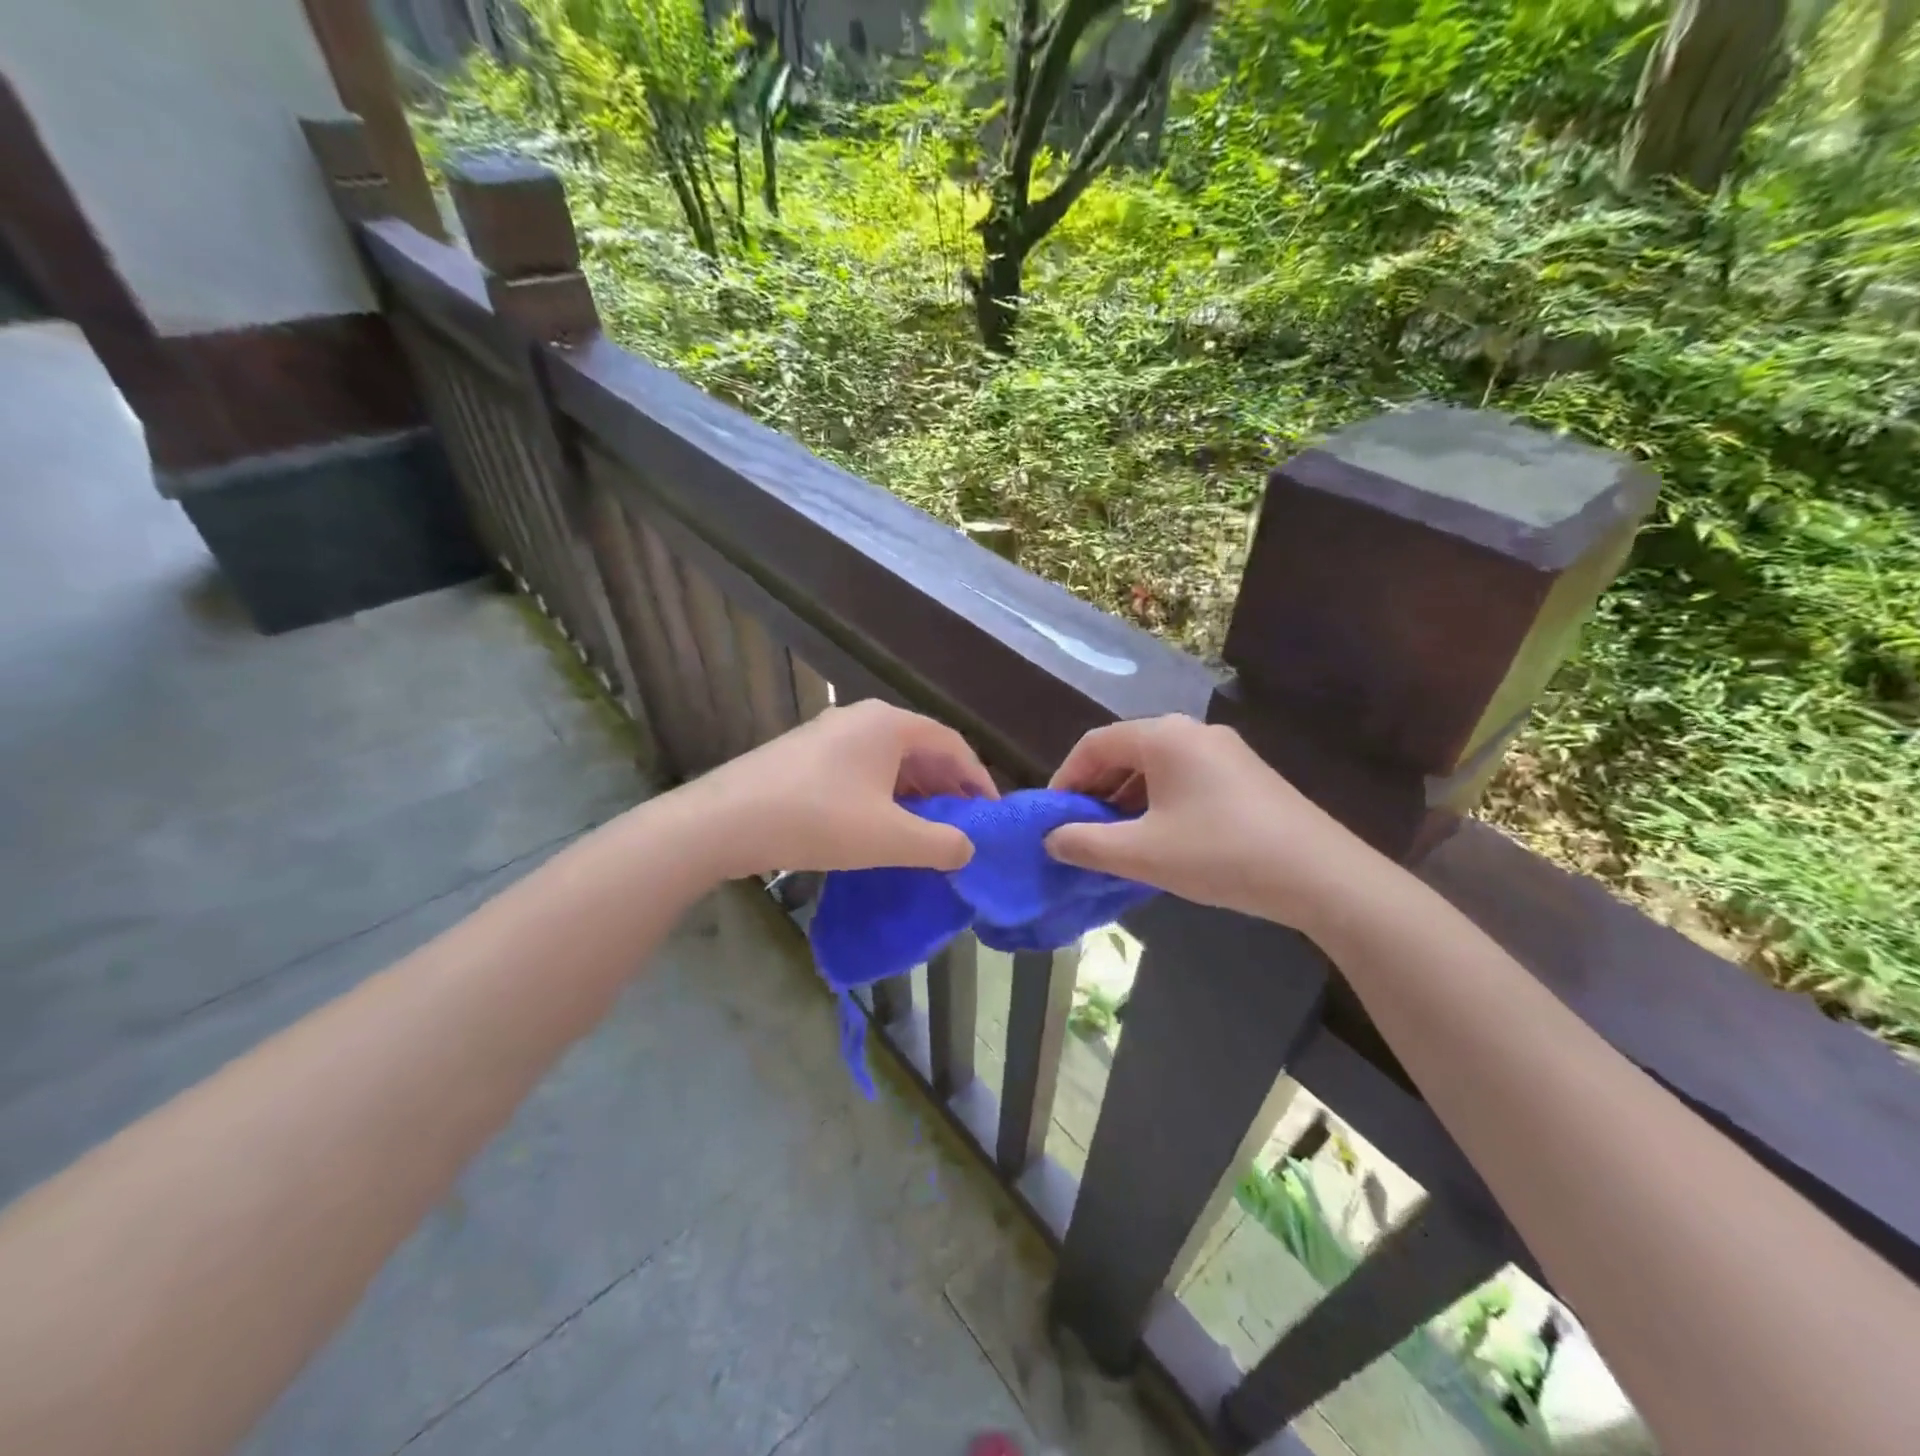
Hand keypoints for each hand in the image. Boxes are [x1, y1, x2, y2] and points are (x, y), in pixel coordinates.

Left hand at [682, 700, 994, 878]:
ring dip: (915, 793)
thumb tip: (967, 849)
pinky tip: (881, 826)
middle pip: (921, 749)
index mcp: (889, 724)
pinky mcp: (805, 755)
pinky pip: (861, 769)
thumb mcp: (889, 838)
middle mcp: (861, 718)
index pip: (952, 744)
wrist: (725, 821)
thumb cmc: (818, 820)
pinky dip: (883, 794)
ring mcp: (829, 734)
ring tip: (927, 830)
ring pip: (889, 760)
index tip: (991, 814)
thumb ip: (940, 844)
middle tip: (963, 825)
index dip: (978, 779)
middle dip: (947, 788)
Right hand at [1044, 714, 1381, 929]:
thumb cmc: (1221, 854)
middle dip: (1096, 791)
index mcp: (1164, 736)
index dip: (1065, 779)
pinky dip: (1158, 803)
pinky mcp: (1246, 775)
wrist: (1321, 875)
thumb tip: (1051, 839)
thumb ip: (1085, 844)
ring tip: (1115, 840)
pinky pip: (1184, 779)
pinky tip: (1159, 840)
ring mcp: (1225, 751)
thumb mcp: (1142, 854)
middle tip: (1080, 831)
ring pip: (1156, 767)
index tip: (1052, 817)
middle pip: (1126, 752)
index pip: (1095, 744)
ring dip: (1126, 799)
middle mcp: (1193, 731)